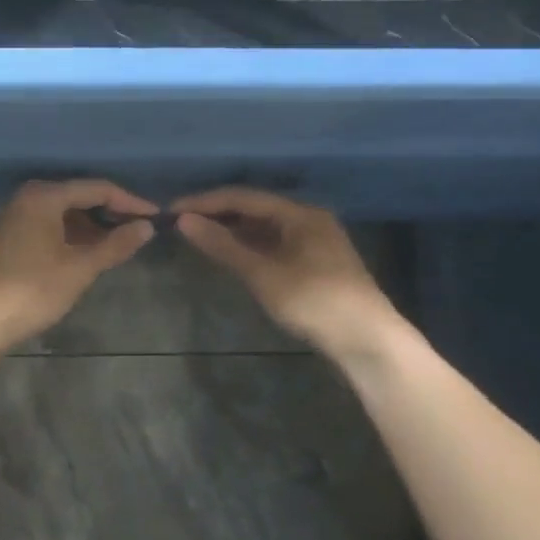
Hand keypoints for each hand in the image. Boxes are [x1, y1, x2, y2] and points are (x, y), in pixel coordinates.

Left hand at [0, 180, 157, 351]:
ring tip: (116, 247)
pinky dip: (68, 236)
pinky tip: (84, 255)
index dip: (129, 202)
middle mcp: (25, 197)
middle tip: (137, 232)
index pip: (97, 188)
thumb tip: (146, 227)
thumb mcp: (79, 268)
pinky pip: (45, 226)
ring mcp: (12, 216)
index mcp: (43, 196)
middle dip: (108, 214)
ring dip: (89, 227)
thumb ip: (115, 244)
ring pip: (60, 213)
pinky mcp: (5, 237)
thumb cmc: (32, 291)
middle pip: (77, 197)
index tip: (155, 217)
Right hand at [172, 187, 400, 357]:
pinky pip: (272, 244)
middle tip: (180, 224)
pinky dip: (247, 247)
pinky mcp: (313, 264)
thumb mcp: (263, 273)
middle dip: (216, 214)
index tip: (171, 211)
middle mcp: (307, 220)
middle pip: (254, 209)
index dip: (205, 202)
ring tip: (197, 237)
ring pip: (263, 228)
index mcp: (299, 214)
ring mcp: (312, 242)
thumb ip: (223, 246)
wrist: (367, 341)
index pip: (243, 197)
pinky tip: (228, 255)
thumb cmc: (314, 301)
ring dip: (231, 231)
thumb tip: (184, 221)